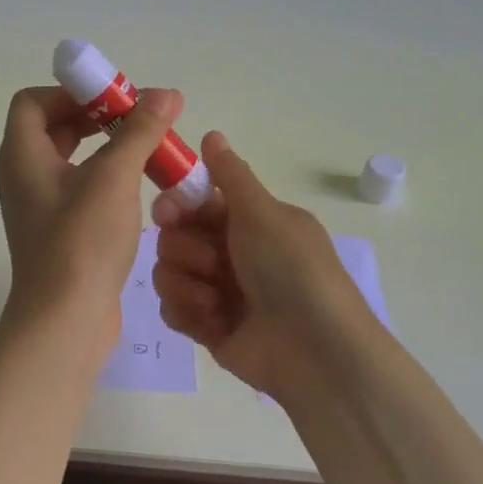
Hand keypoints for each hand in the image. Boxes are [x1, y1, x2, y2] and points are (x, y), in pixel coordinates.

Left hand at [0, 85, 186, 340]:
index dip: (71, 92)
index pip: (33, 101)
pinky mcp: (57, 231)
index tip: (114, 100)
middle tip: (139, 119)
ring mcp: (38, 206)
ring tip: (147, 149)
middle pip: (53, 127)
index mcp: (22, 155)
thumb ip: (139, 131)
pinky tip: (139, 187)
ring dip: (106, 147)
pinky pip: (79, 188)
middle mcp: (23, 175)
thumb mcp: (113, 177)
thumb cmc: (81, 241)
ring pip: (70, 159)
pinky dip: (105, 177)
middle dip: (97, 117)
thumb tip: (165, 94)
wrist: (64, 320)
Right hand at [151, 131, 379, 403]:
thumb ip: (230, 175)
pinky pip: (172, 309)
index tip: (168, 213)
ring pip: (167, 273)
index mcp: (249, 222)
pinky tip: (212, 322)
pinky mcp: (207, 327)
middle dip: (185, 250)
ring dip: (187, 284)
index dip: (176, 206)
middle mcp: (231, 253)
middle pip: (174, 238)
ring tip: (215, 300)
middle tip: (211, 263)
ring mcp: (218, 291)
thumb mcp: (263, 213)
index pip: (195, 203)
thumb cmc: (291, 270)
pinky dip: (189, 313)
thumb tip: (212, 133)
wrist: (314, 350)